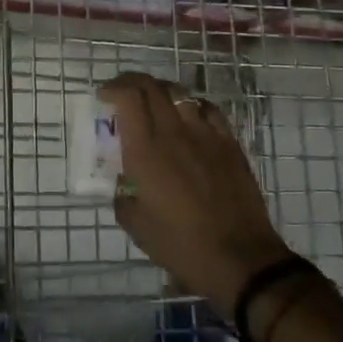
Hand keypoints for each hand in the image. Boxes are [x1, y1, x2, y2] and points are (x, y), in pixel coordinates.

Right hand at [98, 73, 292, 308]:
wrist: (239, 258)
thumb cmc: (180, 244)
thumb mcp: (135, 225)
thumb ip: (121, 195)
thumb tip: (123, 182)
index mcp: (145, 150)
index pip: (128, 97)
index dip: (113, 88)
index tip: (104, 97)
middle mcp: (174, 132)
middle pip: (151, 86)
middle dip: (131, 83)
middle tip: (122, 95)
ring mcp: (205, 134)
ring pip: (180, 92)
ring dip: (160, 92)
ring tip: (154, 105)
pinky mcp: (229, 143)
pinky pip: (208, 109)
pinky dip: (191, 105)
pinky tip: (189, 119)